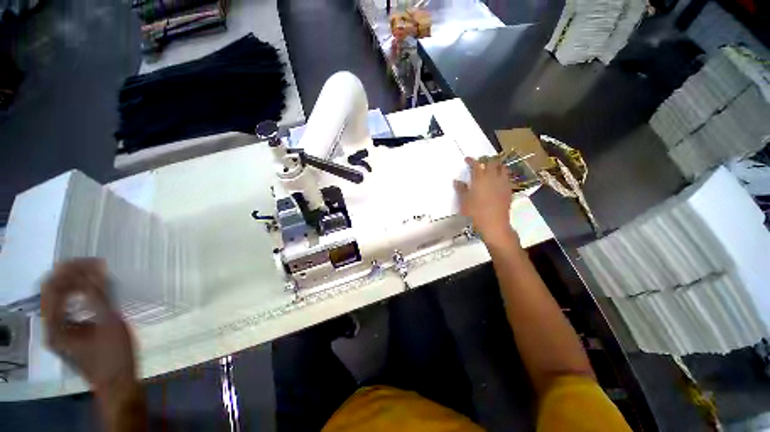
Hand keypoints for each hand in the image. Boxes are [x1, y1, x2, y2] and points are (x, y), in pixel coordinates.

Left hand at [41, 259, 136, 395]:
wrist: (117, 381)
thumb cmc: (114, 355)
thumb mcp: (109, 324)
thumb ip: (98, 296)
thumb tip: (95, 269)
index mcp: (55, 326)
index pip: (52, 287)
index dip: (71, 270)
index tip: (95, 262)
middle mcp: (50, 326)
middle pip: (51, 290)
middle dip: (71, 273)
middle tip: (95, 265)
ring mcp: (57, 330)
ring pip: (57, 296)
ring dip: (73, 281)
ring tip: (95, 274)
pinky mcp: (66, 332)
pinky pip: (65, 305)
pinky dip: (76, 293)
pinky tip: (92, 291)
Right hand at [454, 157, 516, 244]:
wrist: (493, 223)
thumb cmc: (475, 212)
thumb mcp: (464, 201)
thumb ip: (461, 189)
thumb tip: (457, 181)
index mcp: (480, 179)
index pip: (476, 164)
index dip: (471, 160)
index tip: (467, 159)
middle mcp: (493, 177)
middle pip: (492, 162)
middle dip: (486, 160)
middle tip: (480, 163)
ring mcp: (503, 183)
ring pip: (502, 168)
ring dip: (496, 166)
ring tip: (491, 169)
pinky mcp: (509, 190)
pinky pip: (507, 177)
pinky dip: (502, 175)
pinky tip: (498, 181)